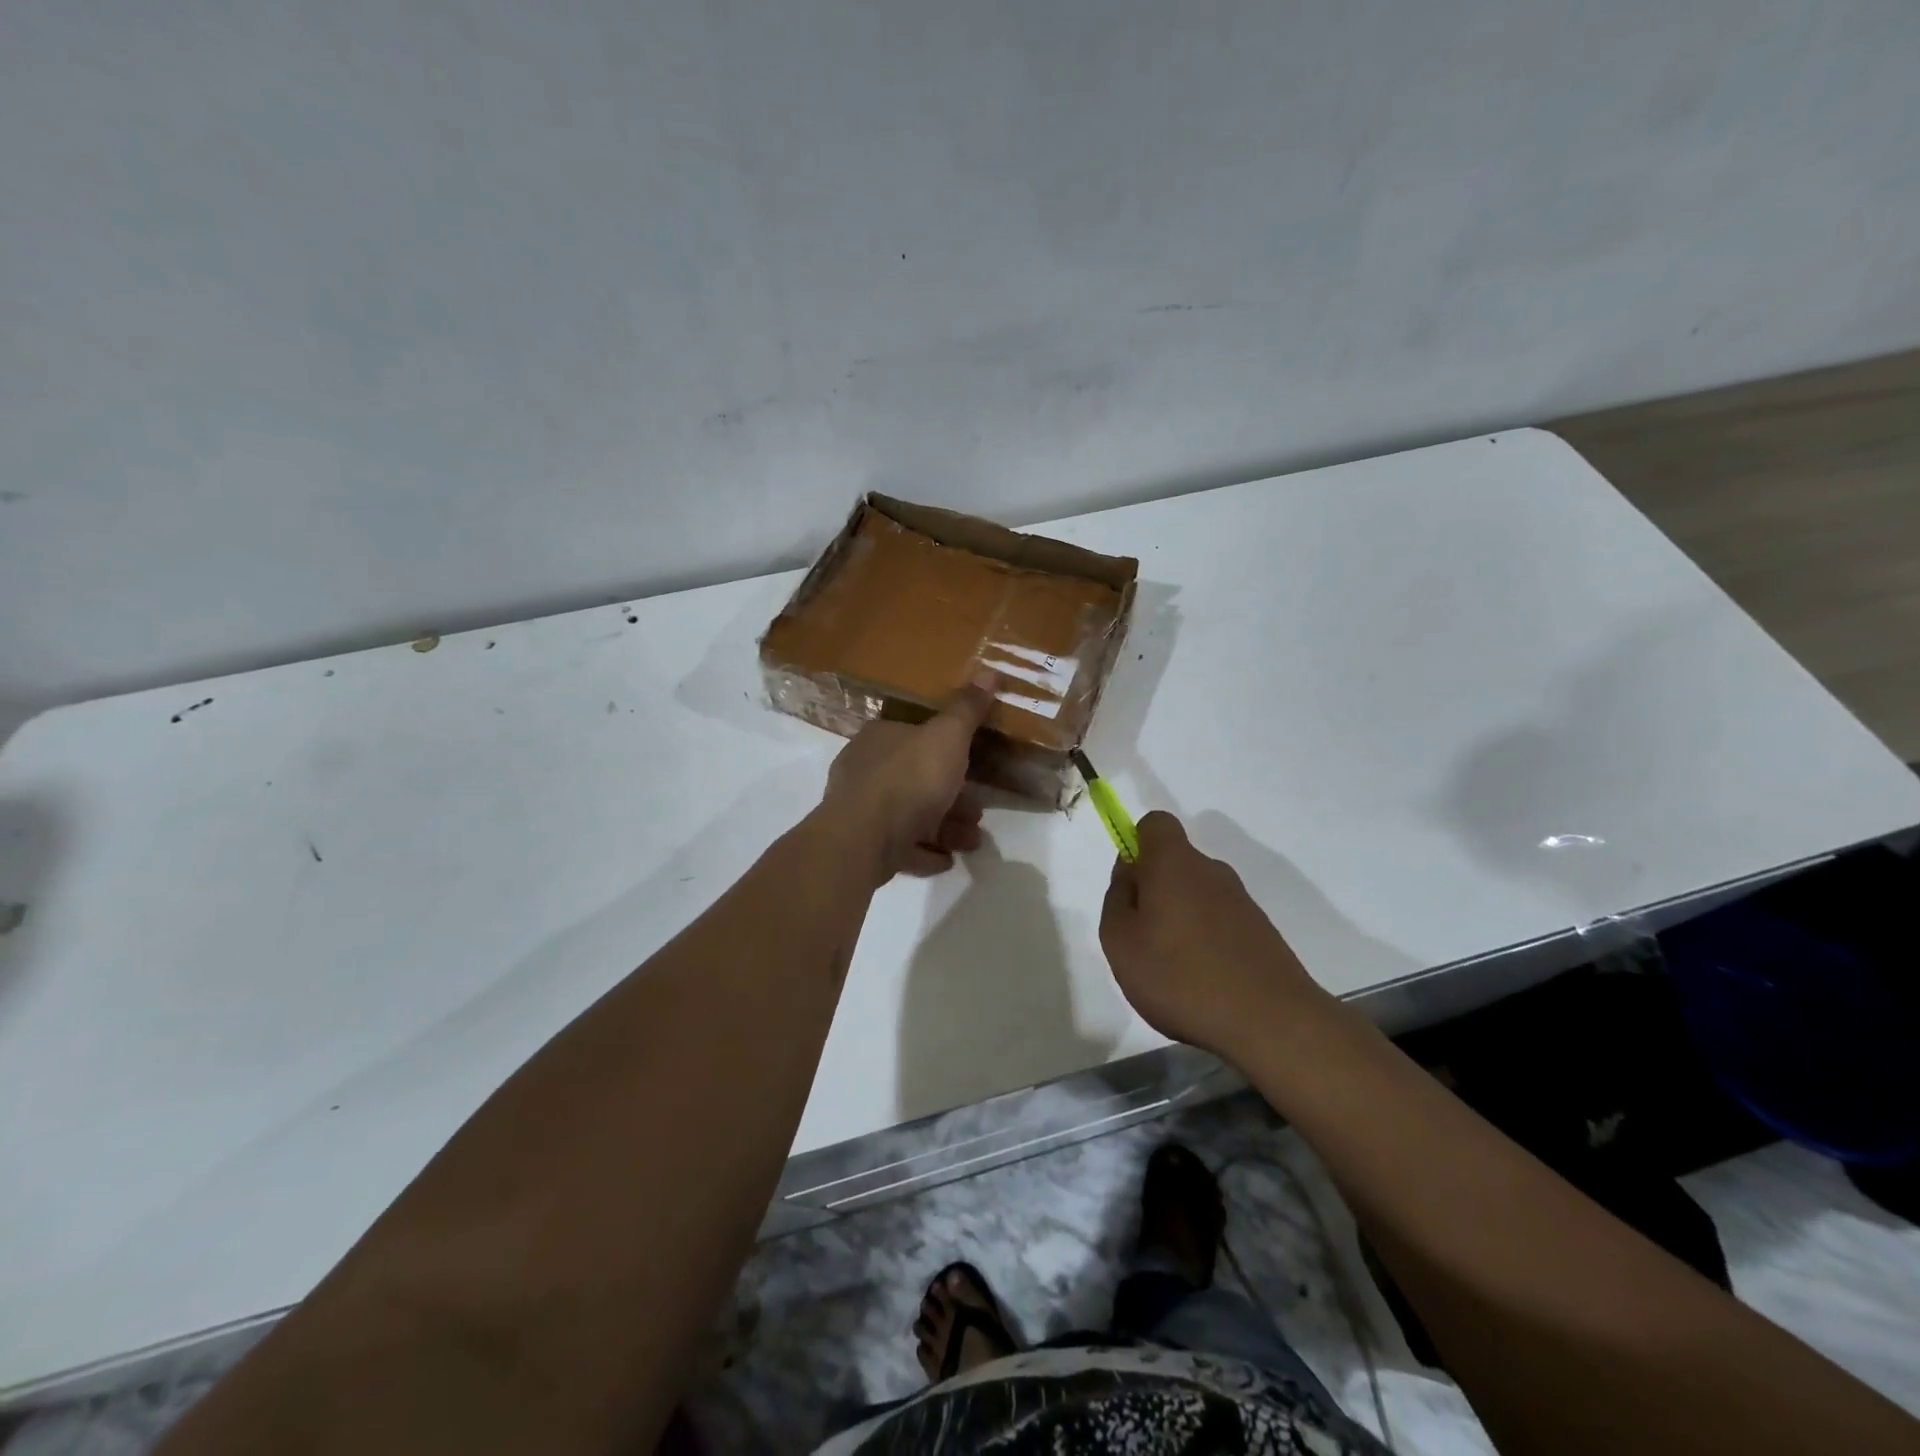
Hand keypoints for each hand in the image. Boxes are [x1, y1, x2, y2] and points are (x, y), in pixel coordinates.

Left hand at [817, 679, 994, 882]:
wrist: (865, 838)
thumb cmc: (909, 778)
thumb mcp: (947, 736)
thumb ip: (967, 709)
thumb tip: (990, 671)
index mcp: (880, 738)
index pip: (916, 737)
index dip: (949, 753)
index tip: (975, 768)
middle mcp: (866, 770)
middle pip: (917, 780)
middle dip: (953, 797)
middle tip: (978, 812)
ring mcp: (861, 811)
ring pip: (911, 816)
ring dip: (945, 828)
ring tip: (971, 842)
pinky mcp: (863, 846)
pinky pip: (900, 847)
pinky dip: (924, 852)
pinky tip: (945, 860)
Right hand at [1099, 812, 1328, 1058]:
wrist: (1272, 1023)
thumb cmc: (1181, 977)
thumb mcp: (1120, 941)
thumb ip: (1117, 898)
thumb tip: (1129, 873)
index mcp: (1174, 863)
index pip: (1155, 824)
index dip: (1136, 844)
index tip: (1129, 885)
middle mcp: (1211, 871)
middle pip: (1174, 863)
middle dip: (1154, 891)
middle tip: (1141, 938)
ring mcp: (1241, 901)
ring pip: (1196, 895)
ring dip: (1179, 920)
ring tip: (1171, 969)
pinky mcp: (1260, 932)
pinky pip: (1219, 922)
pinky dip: (1205, 942)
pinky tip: (1201, 983)